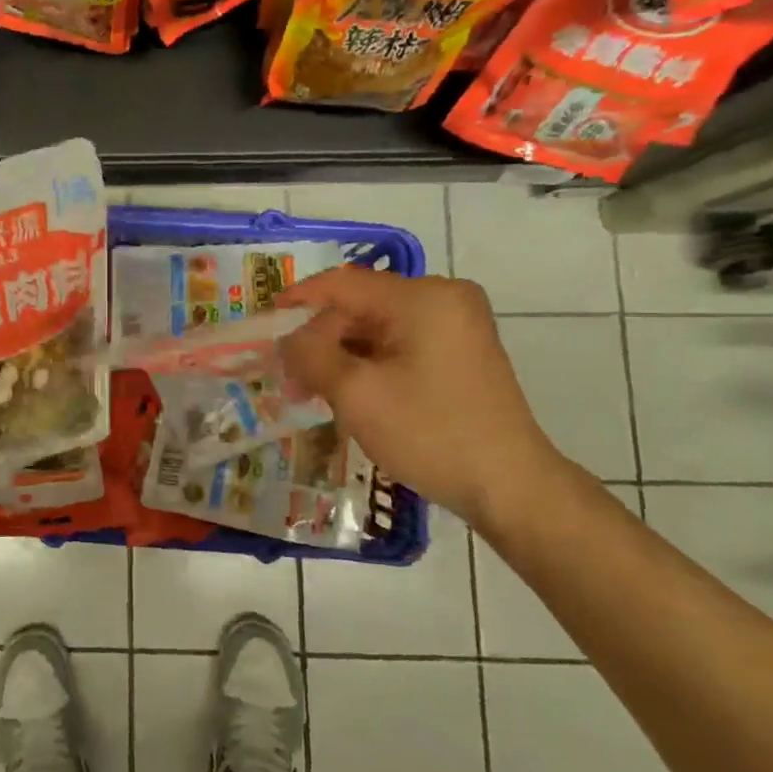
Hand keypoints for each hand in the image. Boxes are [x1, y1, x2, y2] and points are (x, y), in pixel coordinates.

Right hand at [277, 267, 569, 526]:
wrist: (510, 487)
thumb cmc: (430, 433)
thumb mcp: (356, 393)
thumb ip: (310, 355)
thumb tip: (287, 339)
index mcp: (422, 297)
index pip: (342, 284)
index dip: (297, 300)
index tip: (263, 324)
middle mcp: (443, 298)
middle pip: (360, 306)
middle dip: (320, 339)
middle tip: (288, 376)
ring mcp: (456, 324)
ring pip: (377, 327)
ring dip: (341, 355)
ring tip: (312, 391)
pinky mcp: (460, 351)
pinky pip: (399, 343)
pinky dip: (368, 363)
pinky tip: (348, 392)